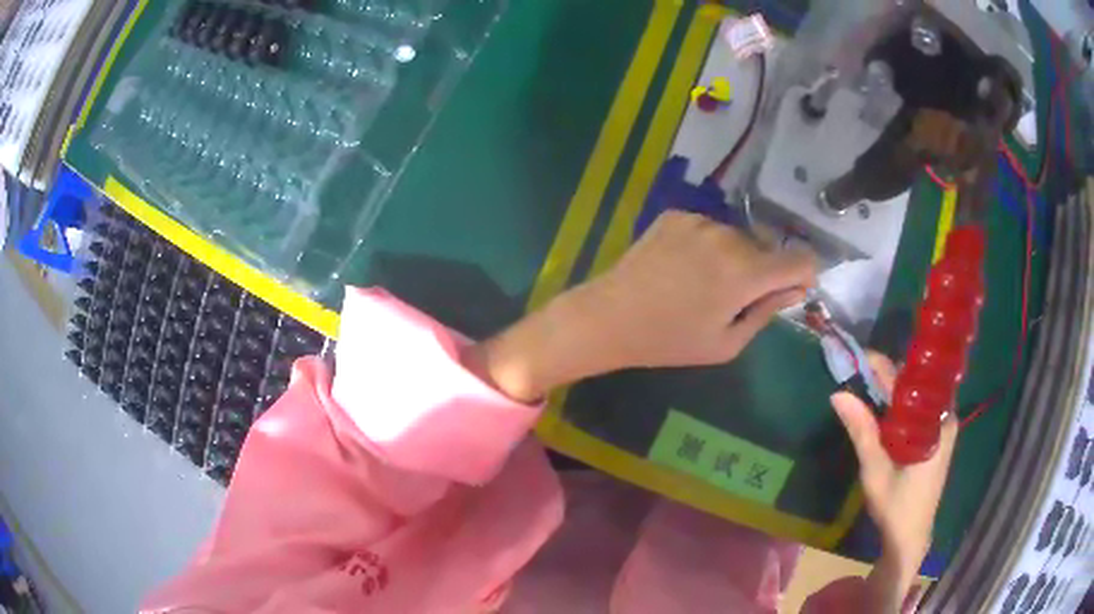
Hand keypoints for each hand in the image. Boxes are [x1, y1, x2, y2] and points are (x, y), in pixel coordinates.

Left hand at [468, 211, 816, 401]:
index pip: (802, 260)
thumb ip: (768, 312)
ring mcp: (700, 220)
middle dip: (762, 272)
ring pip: (737, 237)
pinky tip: (681, 267)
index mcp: (746, 273)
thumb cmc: (669, 341)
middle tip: (731, 299)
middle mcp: (728, 236)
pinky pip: (708, 229)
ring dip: (733, 257)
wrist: (609, 316)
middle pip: (768, 249)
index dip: (803, 275)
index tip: (790, 290)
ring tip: (700, 284)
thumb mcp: (726, 343)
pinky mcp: (676, 214)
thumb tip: (795, 289)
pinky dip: (706, 246)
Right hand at [831, 353, 958, 607]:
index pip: (910, 381)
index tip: (858, 358)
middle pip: (917, 384)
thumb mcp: (875, 469)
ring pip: (918, 396)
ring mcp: (943, 428)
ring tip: (866, 389)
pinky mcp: (938, 438)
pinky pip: (920, 410)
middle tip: (858, 376)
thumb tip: (838, 394)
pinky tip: (883, 412)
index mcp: (936, 423)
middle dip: (888, 376)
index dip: (883, 367)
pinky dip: (900, 406)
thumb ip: (861, 430)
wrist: (910, 538)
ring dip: (893, 391)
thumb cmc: (896, 506)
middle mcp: (945, 418)